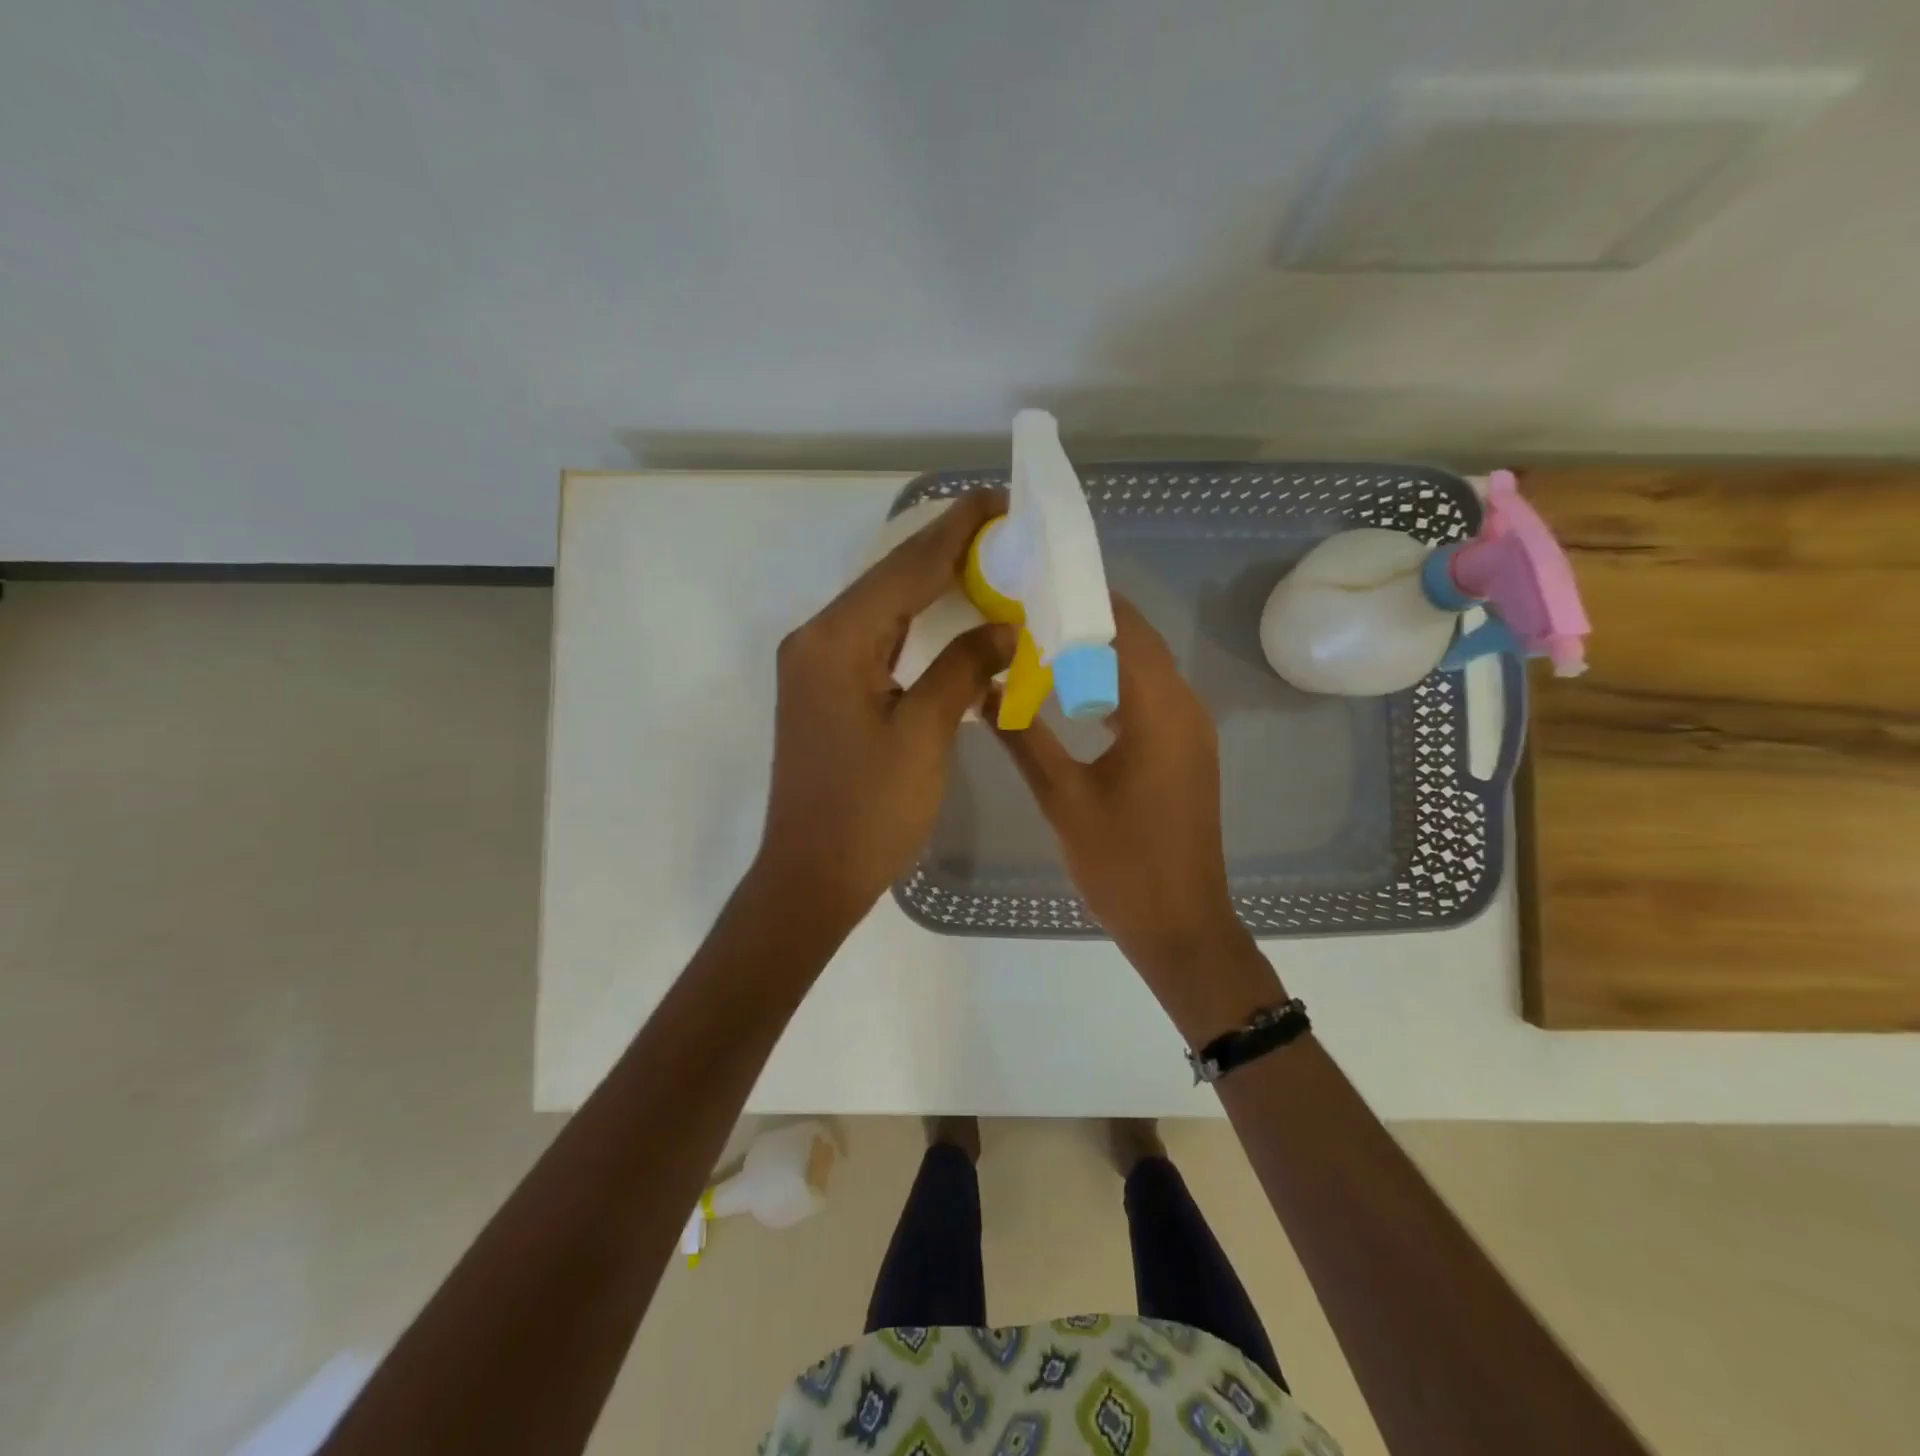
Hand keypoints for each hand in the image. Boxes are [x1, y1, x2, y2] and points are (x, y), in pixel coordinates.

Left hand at [752, 488, 1012, 941]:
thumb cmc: (869, 811)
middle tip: (999, 525)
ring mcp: (815, 665)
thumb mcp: (924, 735)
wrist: (811, 875)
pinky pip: (874, 638)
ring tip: (981, 557)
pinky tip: (944, 612)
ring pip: (880, 607)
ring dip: (928, 582)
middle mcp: (816, 640)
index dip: (954, 533)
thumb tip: (1003, 628)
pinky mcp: (823, 689)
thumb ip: (962, 669)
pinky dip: (913, 622)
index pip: (905, 570)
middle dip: (942, 549)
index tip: (997, 499)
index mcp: (836, 642)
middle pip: (888, 580)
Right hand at [992, 598, 1281, 1038]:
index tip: (1032, 584)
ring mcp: (1189, 730)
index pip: (1123, 627)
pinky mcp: (1184, 751)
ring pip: (1142, 668)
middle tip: (1026, 609)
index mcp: (1160, 709)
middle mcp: (1184, 706)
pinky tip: (1071, 693)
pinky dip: (1111, 684)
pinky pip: (1147, 697)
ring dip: (1098, 652)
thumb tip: (983, 688)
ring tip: (1039, 642)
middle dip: (1085, 620)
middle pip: (1136, 640)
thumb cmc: (1122, 863)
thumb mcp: (1063, 798)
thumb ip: (1023, 737)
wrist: (1180, 925)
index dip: (1080, 599)